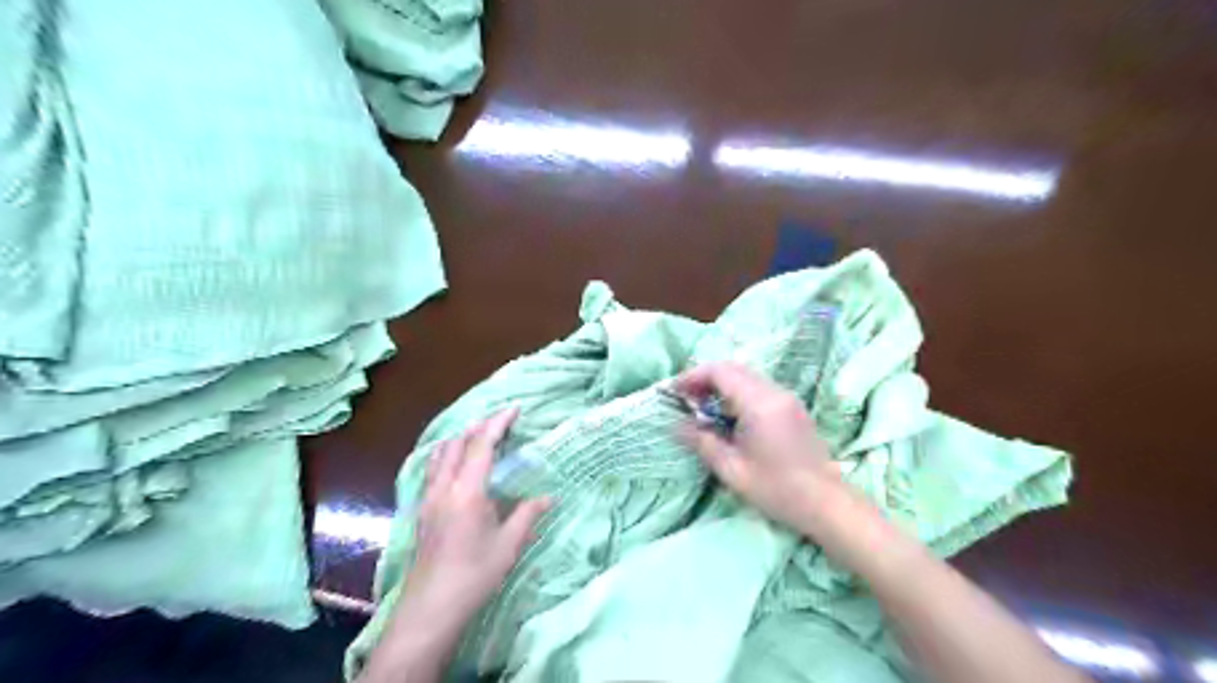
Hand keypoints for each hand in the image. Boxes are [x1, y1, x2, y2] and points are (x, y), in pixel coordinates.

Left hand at [394, 407, 551, 635]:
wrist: (431, 607)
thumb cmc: (474, 575)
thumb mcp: (509, 545)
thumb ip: (528, 515)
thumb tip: (548, 497)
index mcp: (467, 492)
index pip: (482, 445)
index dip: (498, 423)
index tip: (515, 409)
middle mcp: (443, 487)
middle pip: (458, 443)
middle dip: (480, 425)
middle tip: (501, 421)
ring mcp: (428, 497)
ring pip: (441, 453)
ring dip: (461, 438)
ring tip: (479, 435)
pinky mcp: (422, 509)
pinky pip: (433, 468)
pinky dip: (448, 453)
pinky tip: (456, 463)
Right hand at [675, 363, 837, 534]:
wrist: (826, 503)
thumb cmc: (777, 489)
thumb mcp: (731, 469)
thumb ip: (701, 442)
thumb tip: (674, 425)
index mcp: (758, 403)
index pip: (719, 371)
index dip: (692, 376)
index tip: (674, 392)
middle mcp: (774, 391)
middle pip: (733, 368)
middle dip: (705, 378)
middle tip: (685, 399)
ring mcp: (787, 397)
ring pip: (746, 376)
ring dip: (721, 385)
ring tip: (702, 408)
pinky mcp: (793, 407)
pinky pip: (758, 387)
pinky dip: (737, 392)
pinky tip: (728, 416)